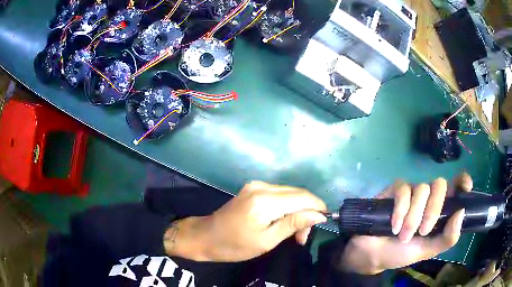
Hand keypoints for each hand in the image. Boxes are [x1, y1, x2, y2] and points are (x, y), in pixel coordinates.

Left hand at [164, 181, 326, 261]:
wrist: (206, 236)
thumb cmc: (234, 245)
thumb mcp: (266, 241)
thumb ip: (293, 224)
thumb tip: (319, 215)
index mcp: (265, 200)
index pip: (303, 197)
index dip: (318, 207)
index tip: (324, 223)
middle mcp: (262, 186)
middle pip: (298, 193)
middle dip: (308, 212)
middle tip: (304, 236)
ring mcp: (256, 185)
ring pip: (290, 193)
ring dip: (298, 211)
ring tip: (295, 233)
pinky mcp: (253, 188)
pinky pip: (279, 194)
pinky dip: (287, 207)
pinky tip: (284, 222)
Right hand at [337, 173, 471, 274]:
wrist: (373, 255)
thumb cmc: (402, 253)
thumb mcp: (428, 250)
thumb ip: (448, 238)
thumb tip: (461, 212)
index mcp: (440, 209)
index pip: (456, 186)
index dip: (462, 182)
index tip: (465, 187)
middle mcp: (429, 197)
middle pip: (440, 185)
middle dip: (433, 209)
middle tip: (422, 232)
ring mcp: (413, 192)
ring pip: (421, 189)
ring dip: (413, 217)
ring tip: (403, 235)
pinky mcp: (396, 190)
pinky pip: (403, 190)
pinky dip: (401, 210)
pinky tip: (394, 226)